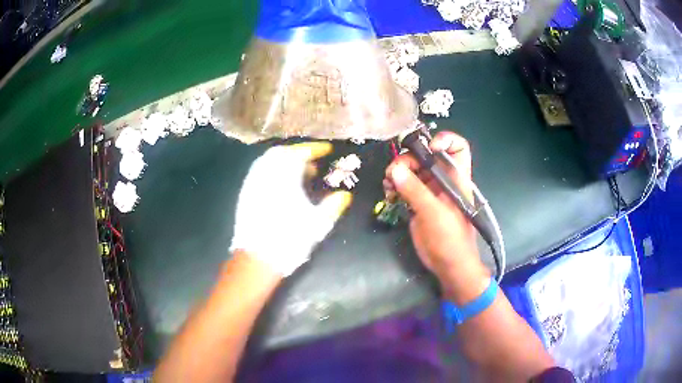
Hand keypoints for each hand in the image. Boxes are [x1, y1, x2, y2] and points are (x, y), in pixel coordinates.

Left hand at [230, 143, 352, 276]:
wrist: (257, 258)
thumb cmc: (289, 239)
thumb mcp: (318, 224)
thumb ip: (332, 206)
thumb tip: (344, 195)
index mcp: (285, 177)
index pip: (301, 153)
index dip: (315, 148)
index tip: (327, 150)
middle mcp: (266, 174)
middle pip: (282, 152)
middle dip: (298, 152)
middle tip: (312, 159)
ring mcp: (253, 183)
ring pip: (268, 160)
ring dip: (284, 160)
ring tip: (298, 171)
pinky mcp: (245, 193)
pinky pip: (259, 171)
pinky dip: (272, 169)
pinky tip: (280, 182)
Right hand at [384, 131, 488, 302]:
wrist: (448, 264)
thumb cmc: (450, 239)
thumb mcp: (434, 213)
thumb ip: (415, 190)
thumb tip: (395, 170)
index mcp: (456, 178)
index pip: (457, 147)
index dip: (444, 140)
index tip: (427, 148)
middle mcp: (443, 179)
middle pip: (426, 155)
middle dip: (409, 158)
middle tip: (395, 171)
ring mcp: (430, 190)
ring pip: (412, 169)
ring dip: (398, 172)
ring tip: (388, 183)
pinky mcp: (418, 201)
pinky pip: (404, 185)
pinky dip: (395, 184)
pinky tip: (389, 192)